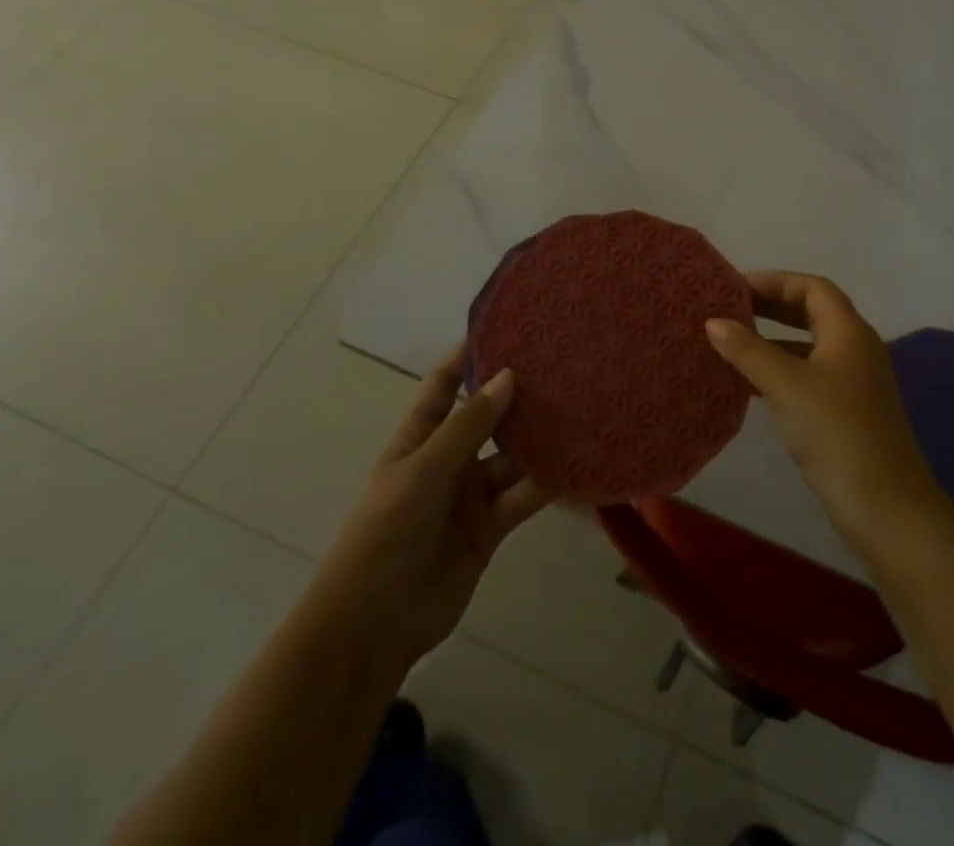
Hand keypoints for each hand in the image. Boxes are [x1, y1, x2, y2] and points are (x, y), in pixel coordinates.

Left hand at [319, 348, 549, 677]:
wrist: (373, 626)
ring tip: (581, 407)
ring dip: (540, 439)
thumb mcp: (422, 472)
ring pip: (513, 456)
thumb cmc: (385, 534)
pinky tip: (578, 463)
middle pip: (488, 417)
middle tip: (562, 364)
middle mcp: (449, 459)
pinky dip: (548, 483)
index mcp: (419, 438)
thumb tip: (509, 375)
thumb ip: (468, 426)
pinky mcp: (492, 526)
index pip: (444, 385)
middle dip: (518, 395)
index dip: (468, 356)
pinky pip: (524, 496)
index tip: (505, 327)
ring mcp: (472, 493)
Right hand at [706, 271, 945, 551]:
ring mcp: (854, 381)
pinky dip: (781, 369)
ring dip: (773, 339)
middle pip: (811, 311)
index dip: (774, 281)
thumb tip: (713, 321)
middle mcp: (855, 348)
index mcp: (848, 331)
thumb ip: (749, 350)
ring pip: (808, 344)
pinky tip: (750, 384)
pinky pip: (809, 374)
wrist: (886, 508)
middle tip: (729, 310)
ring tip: (732, 342)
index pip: (811, 287)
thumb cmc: (836, 433)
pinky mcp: (847, 410)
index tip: (734, 288)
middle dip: (771, 306)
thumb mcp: (787, 386)